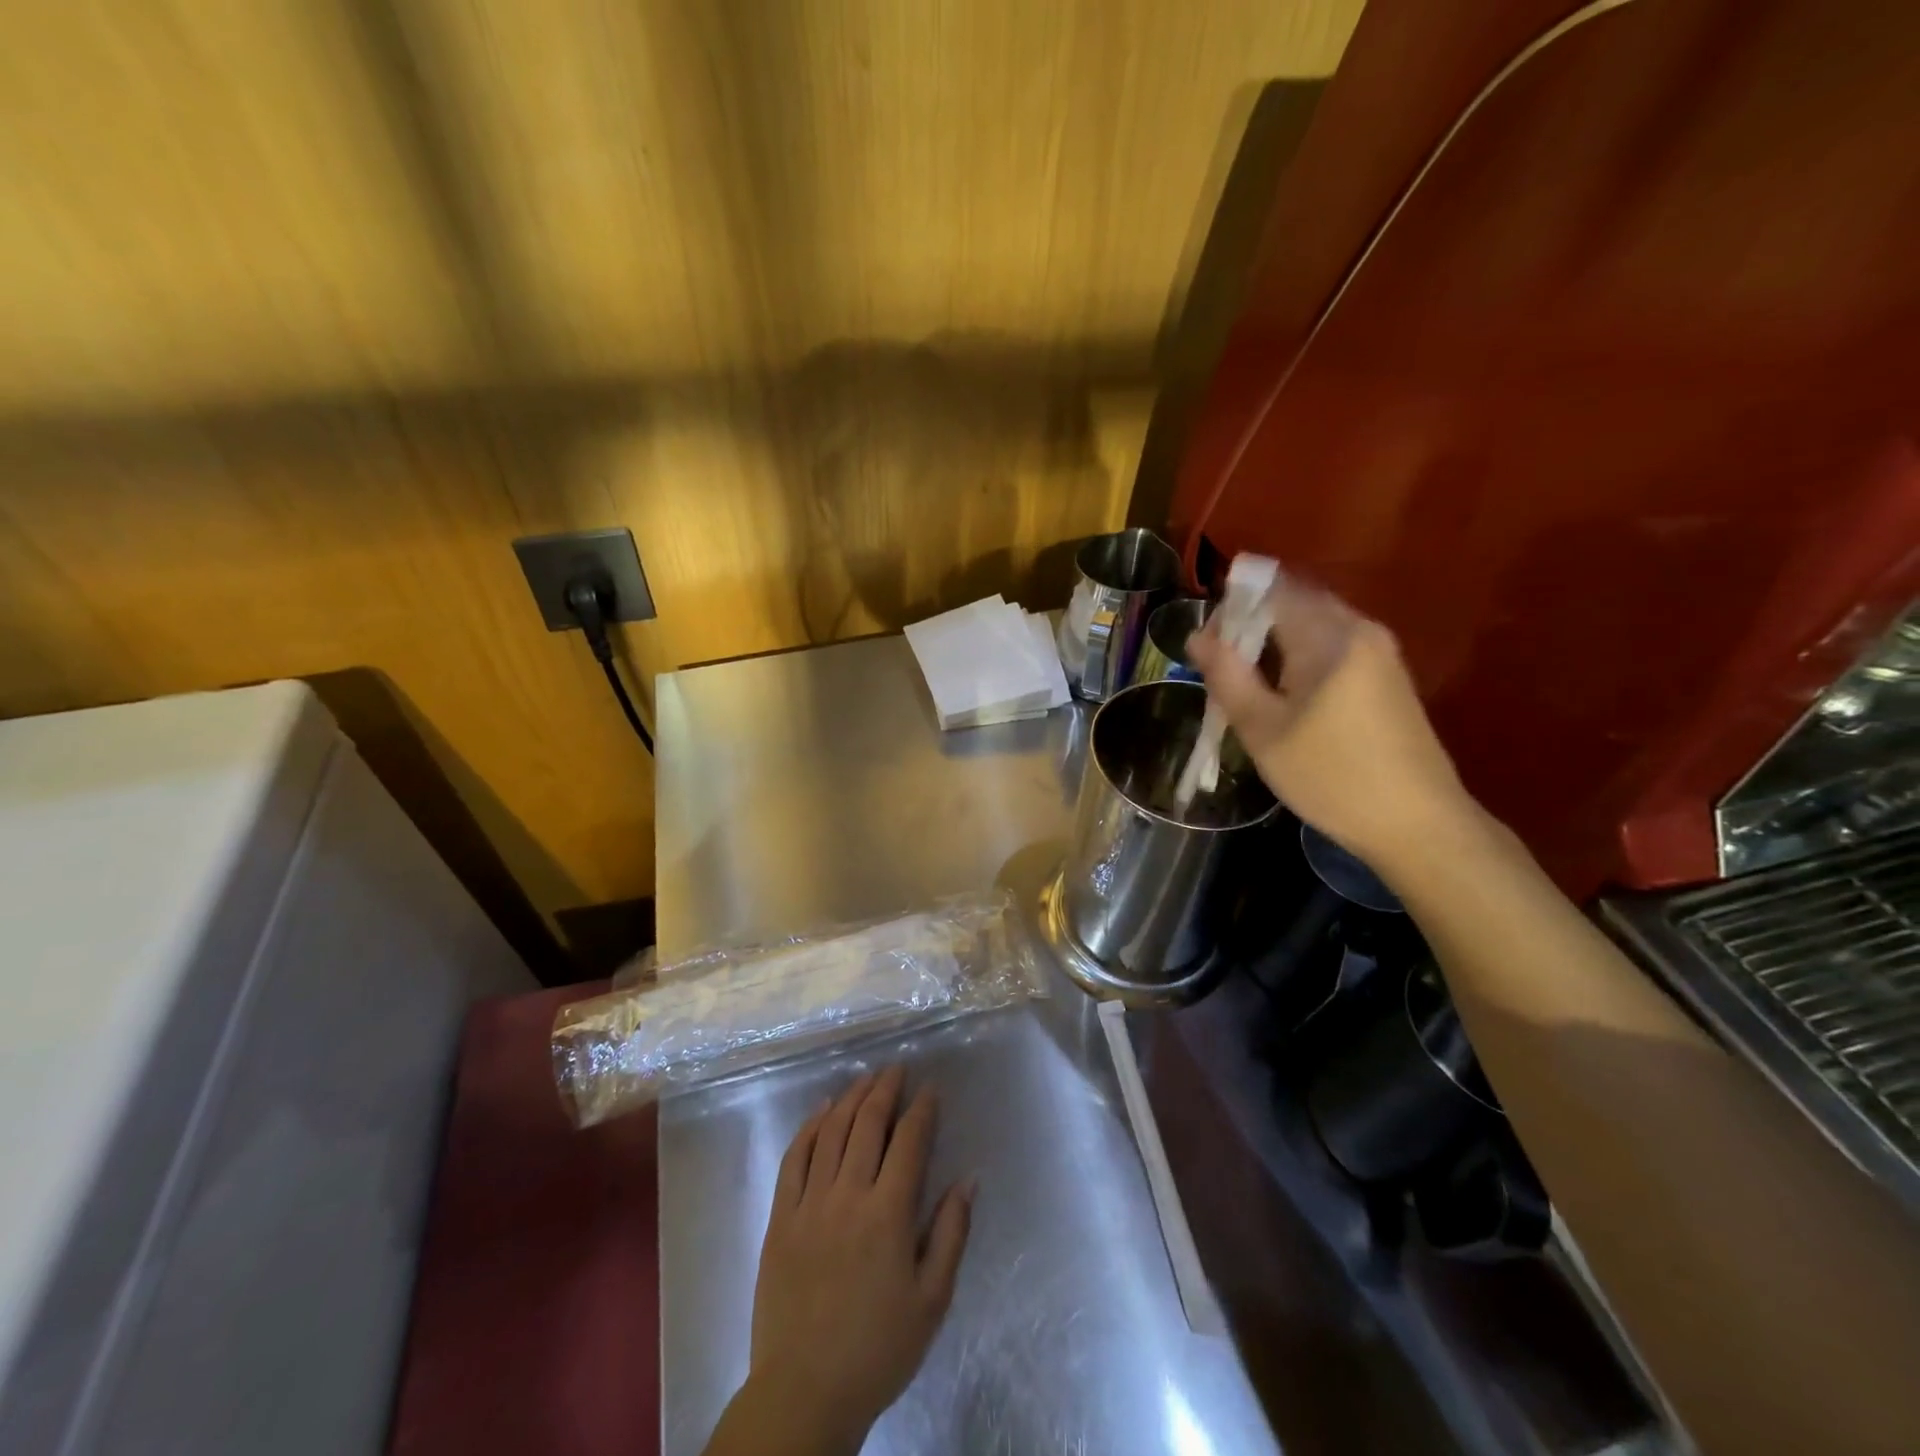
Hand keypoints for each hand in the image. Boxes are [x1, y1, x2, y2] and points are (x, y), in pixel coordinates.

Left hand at [704, 1066, 973, 1455]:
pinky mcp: (780, 1218)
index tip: (931, 1089)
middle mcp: (848, 1195)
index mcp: (888, 1214)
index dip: (922, 1109)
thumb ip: (951, 1233)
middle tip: (897, 1069)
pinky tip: (822, 1111)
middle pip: (868, 1124)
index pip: (909, 1141)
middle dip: (886, 1089)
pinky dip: (810, 1127)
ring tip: (865, 1079)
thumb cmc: (878, 1349)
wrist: (805, 1392)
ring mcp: (809, 1203)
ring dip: (851, 1098)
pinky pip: (794, 1158)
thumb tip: (968, 1179)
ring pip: (831, 1132)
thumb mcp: (932, 1300)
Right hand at [1186, 572, 1472, 870]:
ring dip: (1273, 647)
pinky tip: (1283, 700)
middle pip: (1293, 606)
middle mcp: (1360, 630)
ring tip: (1245, 688)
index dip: (1231, 609)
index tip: (1206, 647)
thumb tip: (1197, 636)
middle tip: (1220, 669)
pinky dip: (1299, 661)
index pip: (1271, 591)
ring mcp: (1379, 654)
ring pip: (1312, 629)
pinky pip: (1332, 650)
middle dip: (1250, 629)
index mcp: (1330, 636)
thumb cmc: (1330, 776)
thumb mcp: (1262, 729)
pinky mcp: (1387, 678)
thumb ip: (1227, 675)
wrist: (1417, 824)